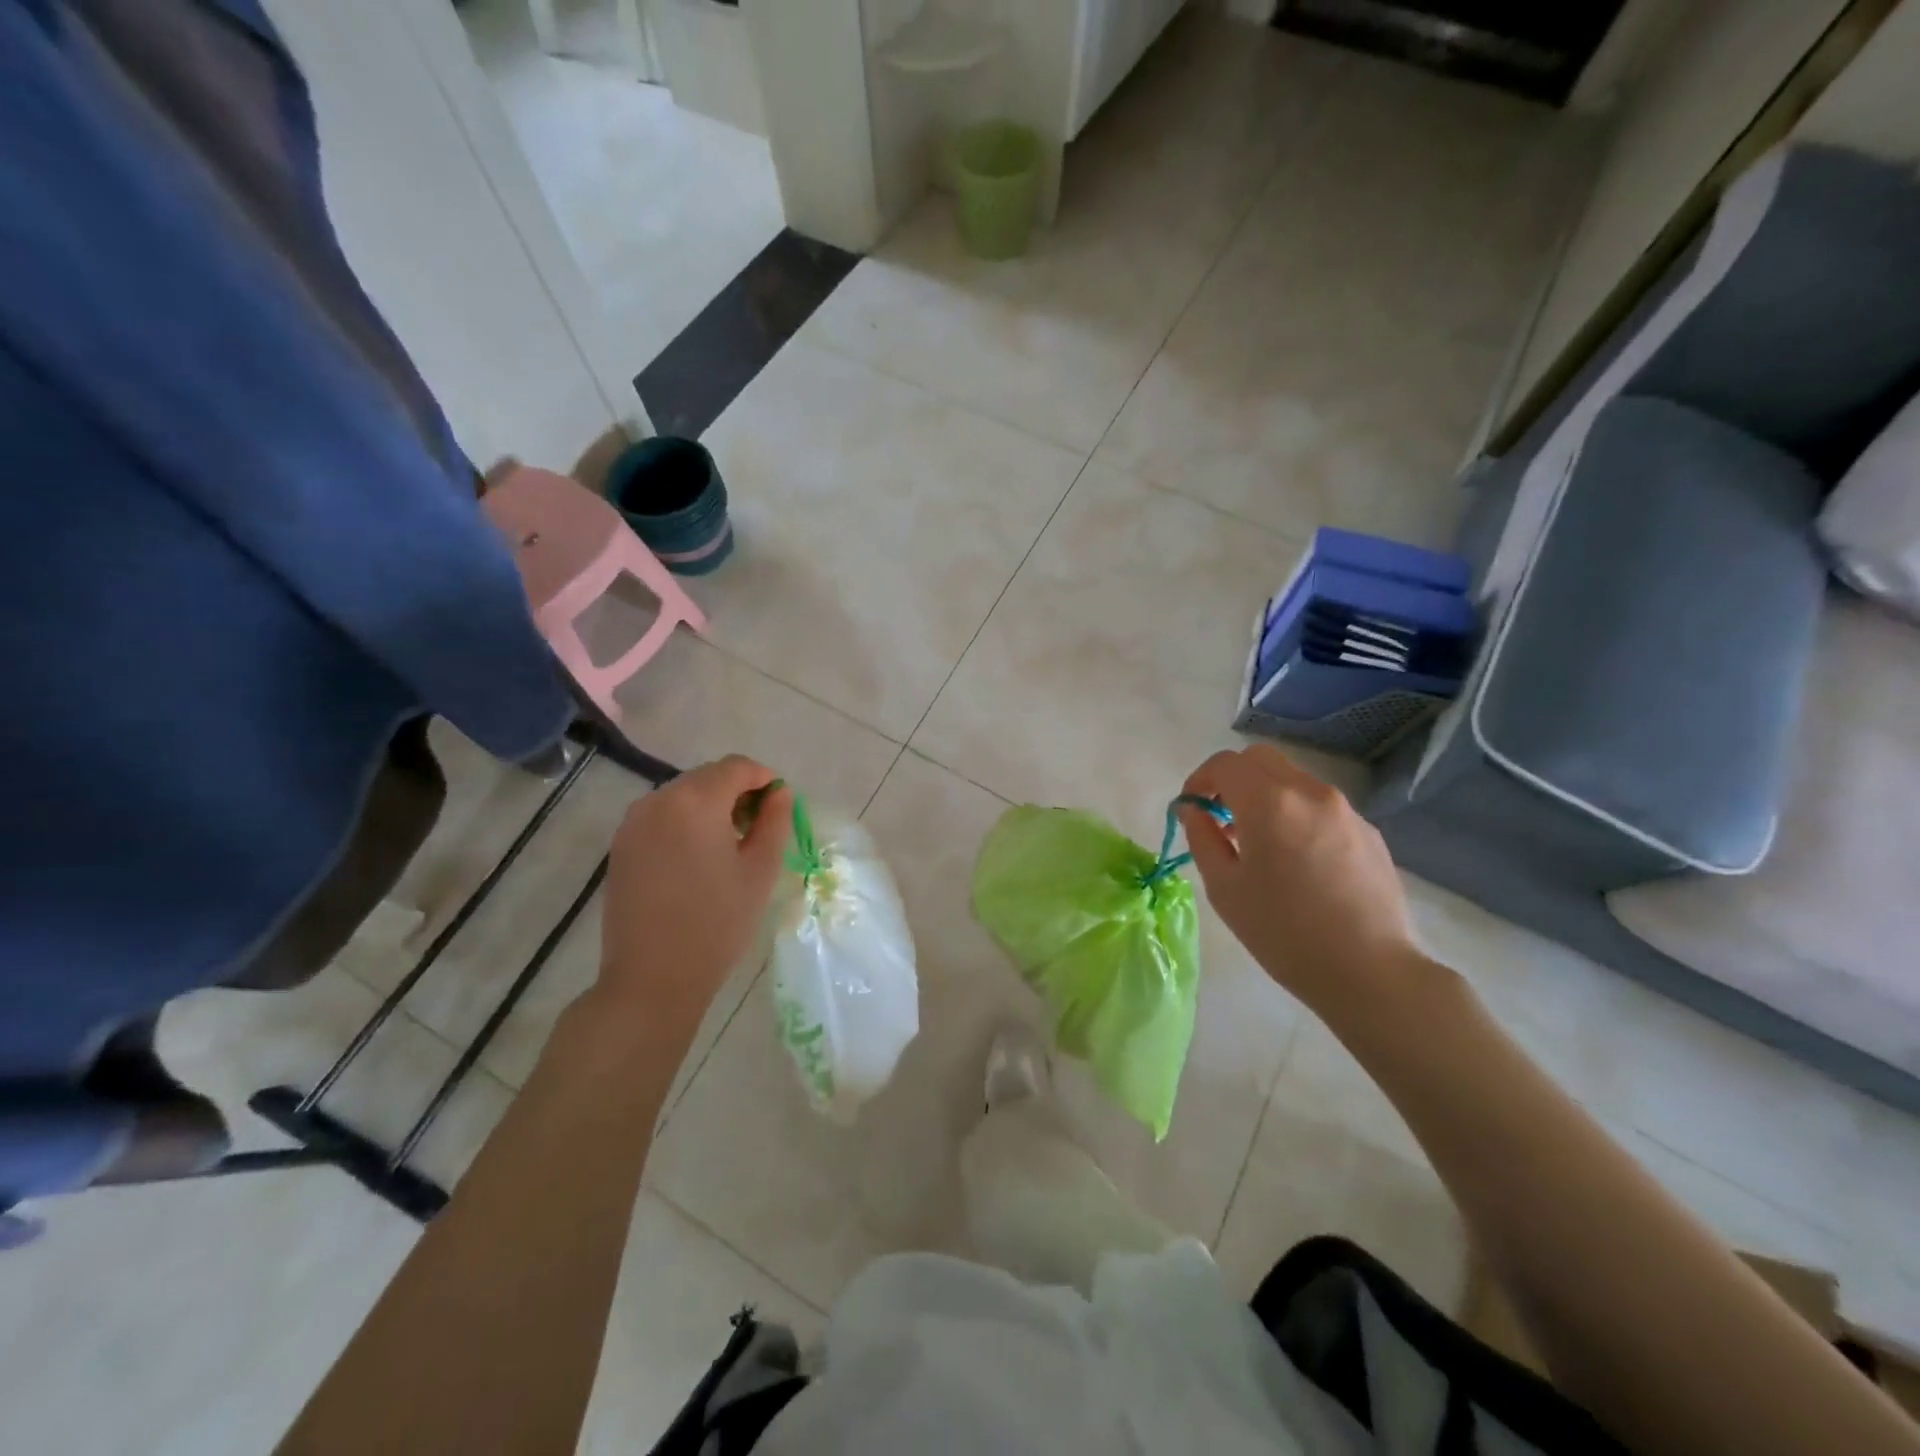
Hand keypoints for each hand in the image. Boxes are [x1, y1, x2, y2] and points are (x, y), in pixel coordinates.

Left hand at [593, 756, 791, 1044]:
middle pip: (708, 777)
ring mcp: (633, 822)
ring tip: (729, 846)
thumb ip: (775, 822)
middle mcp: (658, 800)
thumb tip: (780, 793)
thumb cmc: (717, 923)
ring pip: (683, 795)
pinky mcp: (621, 845)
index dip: (764, 779)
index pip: (737, 767)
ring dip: (711, 807)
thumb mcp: (760, 870)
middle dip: (738, 792)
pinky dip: (686, 823)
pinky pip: (662, 816)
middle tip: (759, 829)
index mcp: (696, 801)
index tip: (780, 807)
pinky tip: (698, 859)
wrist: (652, 978)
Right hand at [1178, 745, 1428, 1019]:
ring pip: (1293, 780)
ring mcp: (1345, 809)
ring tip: (1260, 844)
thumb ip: (1202, 837)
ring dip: (1266, 796)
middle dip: (1233, 779)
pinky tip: (1299, 862)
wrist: (1369, 972)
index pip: (1225, 763)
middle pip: (1260, 759)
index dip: (1200, 779)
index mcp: (1269, 802)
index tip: (1192, 809)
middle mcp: (1310, 792)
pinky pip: (1321, 806)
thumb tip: (1193, 809)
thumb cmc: (1283, 932)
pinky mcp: (1369, 831)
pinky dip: (1297, 815)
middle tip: (1222, 819)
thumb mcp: (1224, 888)